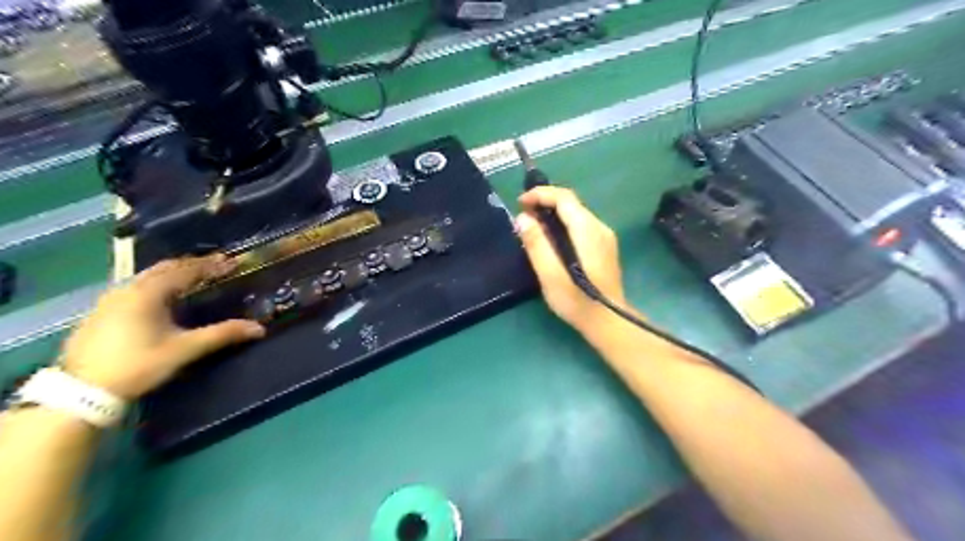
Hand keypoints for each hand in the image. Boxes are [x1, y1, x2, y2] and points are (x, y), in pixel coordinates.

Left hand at [59, 254, 263, 397]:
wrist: (82, 391)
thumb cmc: (139, 364)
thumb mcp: (185, 349)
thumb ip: (222, 334)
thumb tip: (259, 328)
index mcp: (149, 293)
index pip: (186, 270)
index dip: (211, 265)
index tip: (232, 261)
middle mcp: (128, 289)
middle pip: (165, 268)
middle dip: (192, 265)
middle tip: (216, 265)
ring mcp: (110, 300)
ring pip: (147, 277)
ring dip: (173, 274)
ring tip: (193, 277)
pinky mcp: (100, 313)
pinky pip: (135, 288)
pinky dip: (156, 285)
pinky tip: (162, 297)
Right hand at [516, 189, 630, 335]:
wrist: (609, 322)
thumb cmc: (577, 301)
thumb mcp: (550, 275)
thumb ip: (537, 244)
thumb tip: (523, 218)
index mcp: (587, 230)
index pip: (564, 198)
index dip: (541, 194)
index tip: (520, 203)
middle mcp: (600, 228)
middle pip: (571, 203)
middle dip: (545, 202)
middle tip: (523, 215)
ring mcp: (605, 237)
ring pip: (577, 214)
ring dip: (553, 213)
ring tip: (533, 226)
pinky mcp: (605, 247)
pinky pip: (582, 225)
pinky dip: (563, 224)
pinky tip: (552, 239)